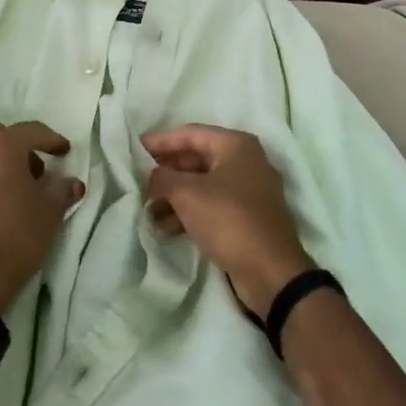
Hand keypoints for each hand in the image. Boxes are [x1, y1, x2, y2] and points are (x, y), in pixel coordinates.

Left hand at [0, 121, 84, 311]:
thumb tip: (72, 182)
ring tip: (18, 185)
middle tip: (35, 167)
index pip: (30, 131)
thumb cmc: (18, 236)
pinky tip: (0, 201)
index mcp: (2, 148)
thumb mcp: (50, 212)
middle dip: (17, 143)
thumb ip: (63, 190)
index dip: (51, 139)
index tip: (65, 152)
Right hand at [142, 125, 312, 315]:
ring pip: (202, 184)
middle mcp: (245, 162)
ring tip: (147, 209)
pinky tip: (165, 227)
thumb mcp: (187, 194)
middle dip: (166, 171)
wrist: (270, 272)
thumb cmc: (228, 219)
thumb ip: (162, 177)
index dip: (161, 141)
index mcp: (236, 145)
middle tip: (138, 181)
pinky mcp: (247, 217)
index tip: (135, 148)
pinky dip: (189, 212)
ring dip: (174, 195)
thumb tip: (152, 176)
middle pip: (196, 158)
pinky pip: (212, 205)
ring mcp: (248, 191)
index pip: (190, 134)